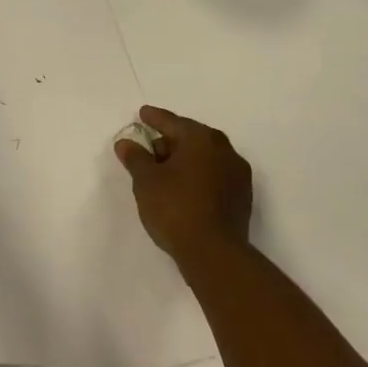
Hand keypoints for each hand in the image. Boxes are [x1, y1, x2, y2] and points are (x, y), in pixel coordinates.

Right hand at [113, 105, 251, 261]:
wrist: (214, 253)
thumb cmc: (175, 208)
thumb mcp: (146, 181)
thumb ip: (135, 157)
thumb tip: (126, 142)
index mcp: (201, 139)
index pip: (173, 122)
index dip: (154, 118)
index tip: (143, 113)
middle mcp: (224, 150)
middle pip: (192, 138)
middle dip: (170, 141)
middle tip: (149, 150)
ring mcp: (237, 174)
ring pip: (205, 157)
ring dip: (185, 160)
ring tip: (164, 173)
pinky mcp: (242, 197)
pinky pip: (215, 175)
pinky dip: (198, 176)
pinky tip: (184, 189)